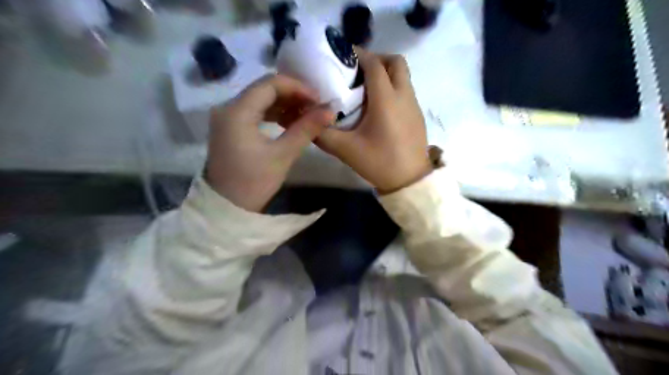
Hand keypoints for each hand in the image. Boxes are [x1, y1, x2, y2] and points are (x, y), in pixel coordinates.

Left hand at [205, 75, 334, 211]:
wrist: (227, 209)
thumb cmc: (253, 183)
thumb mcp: (282, 155)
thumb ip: (306, 129)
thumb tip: (330, 111)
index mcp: (237, 111)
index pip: (270, 84)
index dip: (298, 87)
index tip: (319, 99)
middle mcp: (228, 108)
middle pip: (264, 89)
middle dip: (292, 96)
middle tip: (316, 108)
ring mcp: (227, 118)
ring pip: (260, 100)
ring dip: (284, 105)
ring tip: (306, 115)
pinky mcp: (230, 129)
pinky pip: (254, 113)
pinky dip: (273, 115)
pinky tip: (289, 122)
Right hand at [316, 49, 431, 193]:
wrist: (410, 181)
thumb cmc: (380, 163)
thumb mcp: (346, 150)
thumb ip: (323, 134)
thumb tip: (306, 120)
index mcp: (386, 99)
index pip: (374, 64)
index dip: (359, 54)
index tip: (342, 56)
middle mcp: (403, 95)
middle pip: (395, 62)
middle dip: (376, 59)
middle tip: (357, 71)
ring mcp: (414, 105)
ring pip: (403, 76)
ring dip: (385, 74)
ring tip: (365, 88)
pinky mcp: (417, 115)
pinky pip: (406, 90)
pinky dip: (392, 87)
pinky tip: (378, 107)